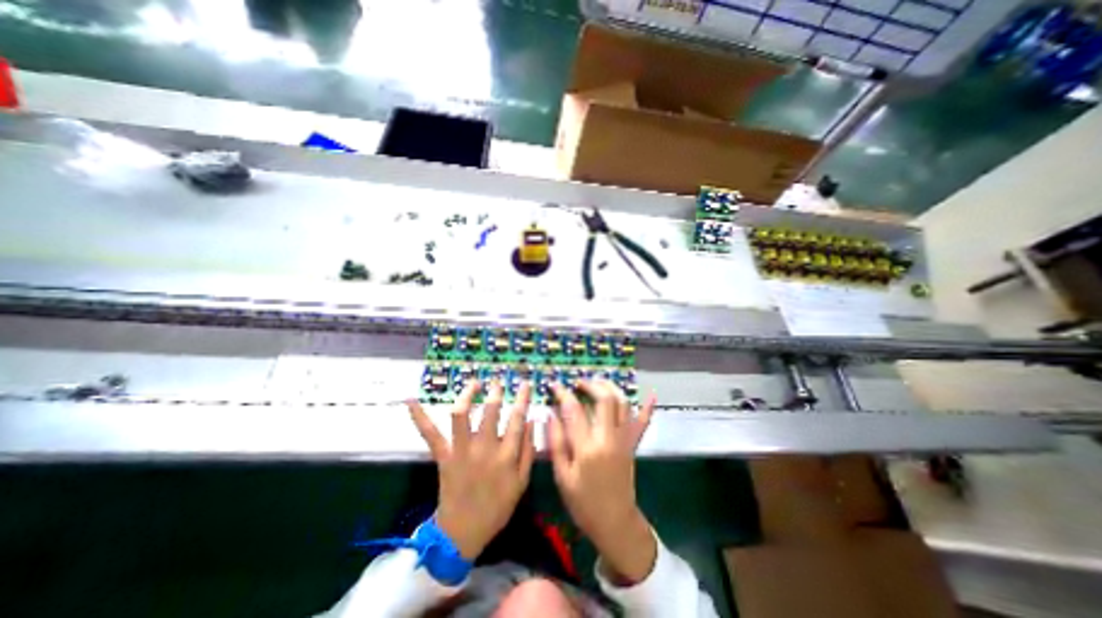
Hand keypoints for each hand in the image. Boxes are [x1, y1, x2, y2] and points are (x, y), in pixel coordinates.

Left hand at [409, 382, 537, 559]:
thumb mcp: (521, 482)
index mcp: (506, 456)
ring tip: (474, 383)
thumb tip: (532, 421)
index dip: (522, 398)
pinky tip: (411, 400)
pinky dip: (419, 416)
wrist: (462, 533)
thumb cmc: (496, 508)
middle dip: (495, 392)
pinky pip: (430, 433)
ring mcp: (461, 451)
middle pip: (490, 411)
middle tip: (497, 382)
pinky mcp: (443, 456)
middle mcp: (484, 449)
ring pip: (461, 415)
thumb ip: (528, 451)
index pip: (517, 419)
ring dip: (467, 395)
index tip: (525, 383)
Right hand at [548, 380, 655, 585]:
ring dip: (611, 388)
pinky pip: (643, 422)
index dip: (563, 393)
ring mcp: (624, 440)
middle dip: (590, 384)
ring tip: (597, 382)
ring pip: (623, 404)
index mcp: (587, 448)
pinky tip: (650, 395)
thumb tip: (551, 414)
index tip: (555, 385)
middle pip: (605, 399)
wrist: (614, 522)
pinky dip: (648, 407)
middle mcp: (609, 438)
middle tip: (578, 382)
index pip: (574, 410)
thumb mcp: (562, 476)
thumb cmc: (583, 502)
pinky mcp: (633, 444)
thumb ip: (556, 443)